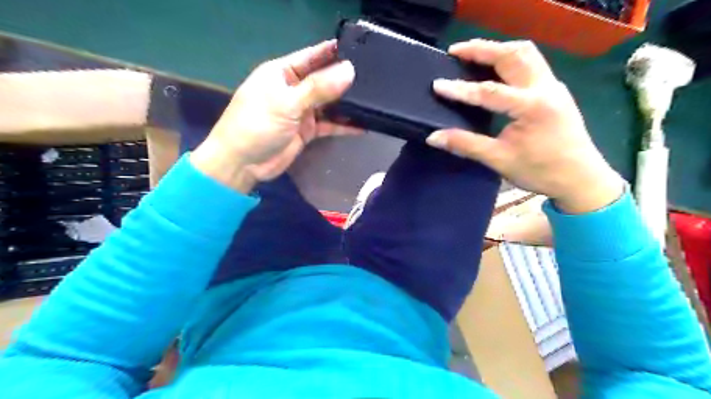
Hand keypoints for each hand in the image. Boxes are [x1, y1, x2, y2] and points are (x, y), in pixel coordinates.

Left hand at [192, 39, 358, 191]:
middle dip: (346, 80)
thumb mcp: (287, 103)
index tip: (362, 51)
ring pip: (329, 103)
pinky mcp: (307, 130)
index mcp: (282, 72)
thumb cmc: (257, 125)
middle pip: (324, 80)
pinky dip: (344, 126)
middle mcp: (294, 89)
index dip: (335, 53)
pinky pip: (329, 125)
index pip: (313, 56)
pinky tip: (362, 126)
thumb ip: (318, 88)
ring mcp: (301, 111)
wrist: (243, 163)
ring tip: (373, 101)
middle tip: (374, 79)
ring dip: (347, 104)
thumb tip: (349, 71)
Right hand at [427, 39, 623, 212]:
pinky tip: (496, 68)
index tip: (437, 84)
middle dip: (481, 49)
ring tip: (473, 53)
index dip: (460, 89)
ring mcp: (553, 86)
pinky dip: (510, 57)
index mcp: (532, 107)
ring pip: (526, 53)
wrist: (581, 178)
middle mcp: (545, 88)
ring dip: (498, 49)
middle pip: (512, 55)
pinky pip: (532, 62)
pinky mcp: (555, 90)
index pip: (489, 91)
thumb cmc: (541, 171)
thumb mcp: (499, 160)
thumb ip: (465, 144)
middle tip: (454, 51)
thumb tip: (433, 137)